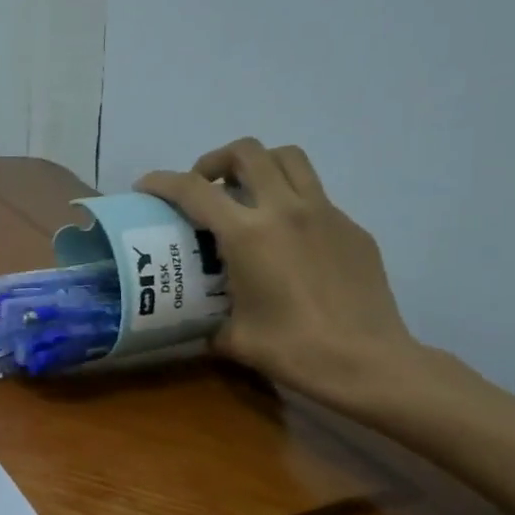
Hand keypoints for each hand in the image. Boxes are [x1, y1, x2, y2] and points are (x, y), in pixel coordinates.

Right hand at [136, 138, 426, 410]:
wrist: (368, 363)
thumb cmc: (294, 351)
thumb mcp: (234, 337)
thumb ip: (208, 319)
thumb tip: (198, 321)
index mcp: (248, 234)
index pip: (193, 190)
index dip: (162, 182)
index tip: (146, 187)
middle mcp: (285, 210)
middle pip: (246, 152)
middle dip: (216, 161)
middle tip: (206, 187)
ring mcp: (325, 213)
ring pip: (288, 158)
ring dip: (259, 165)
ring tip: (248, 194)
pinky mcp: (352, 228)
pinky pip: (316, 196)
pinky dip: (292, 202)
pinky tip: (289, 240)